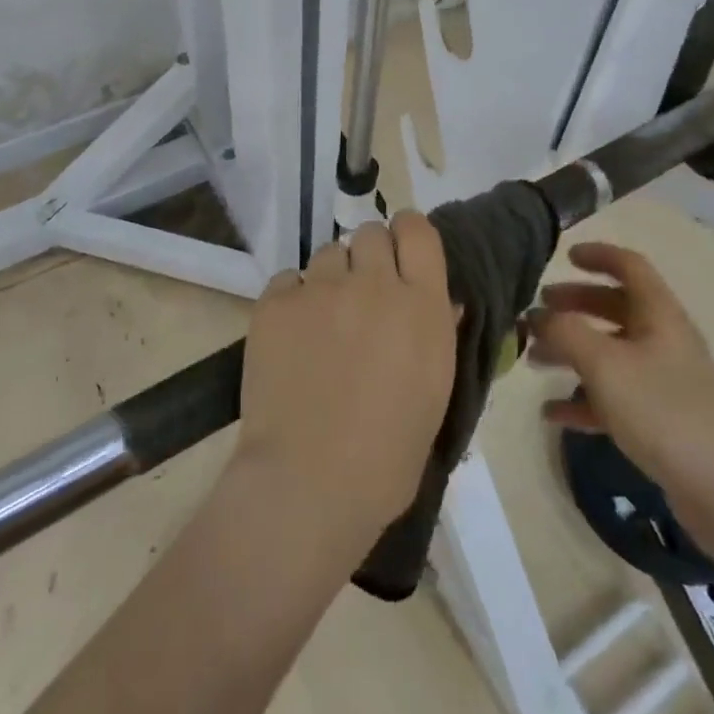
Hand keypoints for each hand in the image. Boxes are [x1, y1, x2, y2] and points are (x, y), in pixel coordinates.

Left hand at [233, 214, 457, 550]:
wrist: (310, 483)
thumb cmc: (388, 456)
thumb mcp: (434, 392)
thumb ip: (436, 333)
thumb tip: (437, 300)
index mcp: (422, 304)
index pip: (418, 229)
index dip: (407, 236)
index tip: (400, 256)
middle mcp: (374, 283)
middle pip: (370, 233)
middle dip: (368, 257)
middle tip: (361, 297)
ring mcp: (321, 289)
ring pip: (328, 254)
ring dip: (331, 279)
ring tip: (323, 323)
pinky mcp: (276, 303)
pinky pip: (288, 280)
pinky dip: (292, 300)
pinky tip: (291, 338)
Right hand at [528, 242, 713, 525]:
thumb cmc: (662, 410)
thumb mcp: (604, 363)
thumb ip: (565, 332)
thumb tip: (538, 316)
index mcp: (658, 314)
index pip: (629, 266)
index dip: (598, 254)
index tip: (565, 255)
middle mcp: (663, 339)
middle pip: (614, 307)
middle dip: (574, 305)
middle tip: (537, 312)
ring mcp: (664, 381)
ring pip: (610, 352)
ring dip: (571, 351)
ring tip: (533, 360)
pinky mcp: (661, 420)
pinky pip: (614, 397)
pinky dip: (583, 398)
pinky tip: (552, 413)